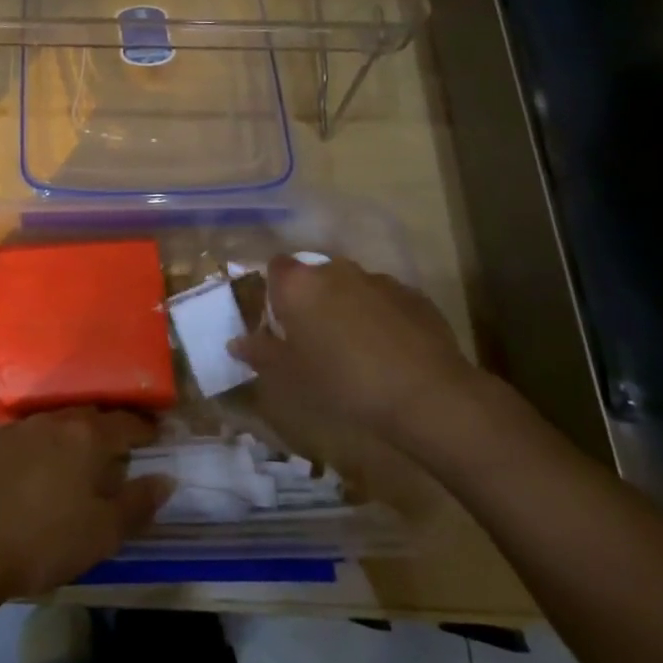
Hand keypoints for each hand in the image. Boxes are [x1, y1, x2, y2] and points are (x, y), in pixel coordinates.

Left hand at [0, 408, 172, 600]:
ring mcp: (16, 430)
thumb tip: (166, 478)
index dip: (145, 428)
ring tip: (77, 458)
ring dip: (71, 436)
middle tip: (118, 446)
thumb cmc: (44, 541)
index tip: (155, 435)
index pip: (126, 423)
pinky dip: (38, 449)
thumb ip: (138, 503)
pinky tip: (33, 471)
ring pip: (55, 424)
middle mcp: (53, 422)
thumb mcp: (103, 533)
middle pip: (90, 417)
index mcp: (87, 437)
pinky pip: (24, 438)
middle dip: (108, 428)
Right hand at [230, 255, 481, 465]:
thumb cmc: (342, 382)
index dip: (275, 290)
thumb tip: (236, 342)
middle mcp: (336, 270)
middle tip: (313, 339)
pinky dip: (381, 318)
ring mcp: (379, 280)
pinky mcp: (414, 296)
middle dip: (312, 300)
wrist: (425, 394)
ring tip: (354, 348)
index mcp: (299, 285)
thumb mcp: (290, 375)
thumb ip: (260, 353)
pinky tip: (389, 352)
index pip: (276, 267)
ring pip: (352, 288)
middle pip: (315, 276)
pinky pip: (385, 301)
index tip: (280, 320)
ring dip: (347, 308)